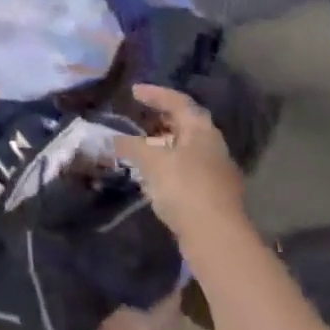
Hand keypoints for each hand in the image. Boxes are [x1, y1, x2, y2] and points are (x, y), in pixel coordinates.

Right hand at [113, 84, 246, 242]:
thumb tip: (114, 138)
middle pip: (185, 124)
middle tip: (139, 115)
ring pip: (185, 149)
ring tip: (139, 147)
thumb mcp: (152, 161)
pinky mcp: (211, 195)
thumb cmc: (185, 187)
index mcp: (202, 130)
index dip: (155, 94)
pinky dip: (167, 166)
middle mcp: (212, 146)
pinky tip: (151, 176)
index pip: (178, 102)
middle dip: (161, 119)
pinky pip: (185, 170)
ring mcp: (215, 172)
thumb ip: (132, 146)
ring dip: (162, 145)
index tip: (134, 91)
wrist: (216, 237)